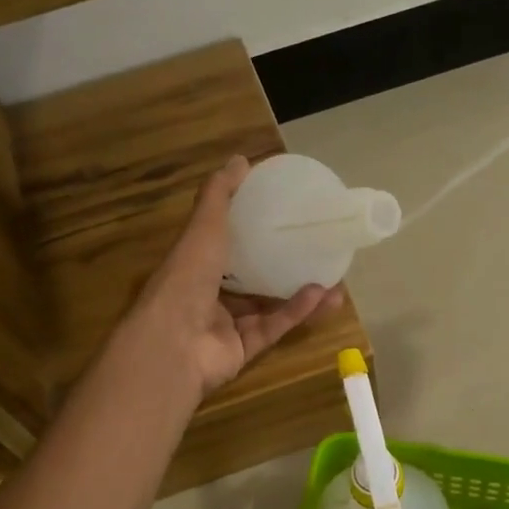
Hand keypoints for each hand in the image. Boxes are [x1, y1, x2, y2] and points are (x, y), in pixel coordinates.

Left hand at [124, 156, 341, 397]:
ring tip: (334, 279)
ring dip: (299, 292)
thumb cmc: (186, 278)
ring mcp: (226, 325)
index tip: (281, 216)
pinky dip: (296, 312)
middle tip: (316, 251)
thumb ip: (220, 196)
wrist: (174, 344)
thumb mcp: (203, 228)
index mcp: (194, 265)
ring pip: (268, 305)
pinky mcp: (243, 349)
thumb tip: (241, 160)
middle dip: (283, 266)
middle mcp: (208, 294)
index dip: (248, 230)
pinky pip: (274, 327)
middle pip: (250, 278)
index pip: (222, 245)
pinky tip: (322, 296)